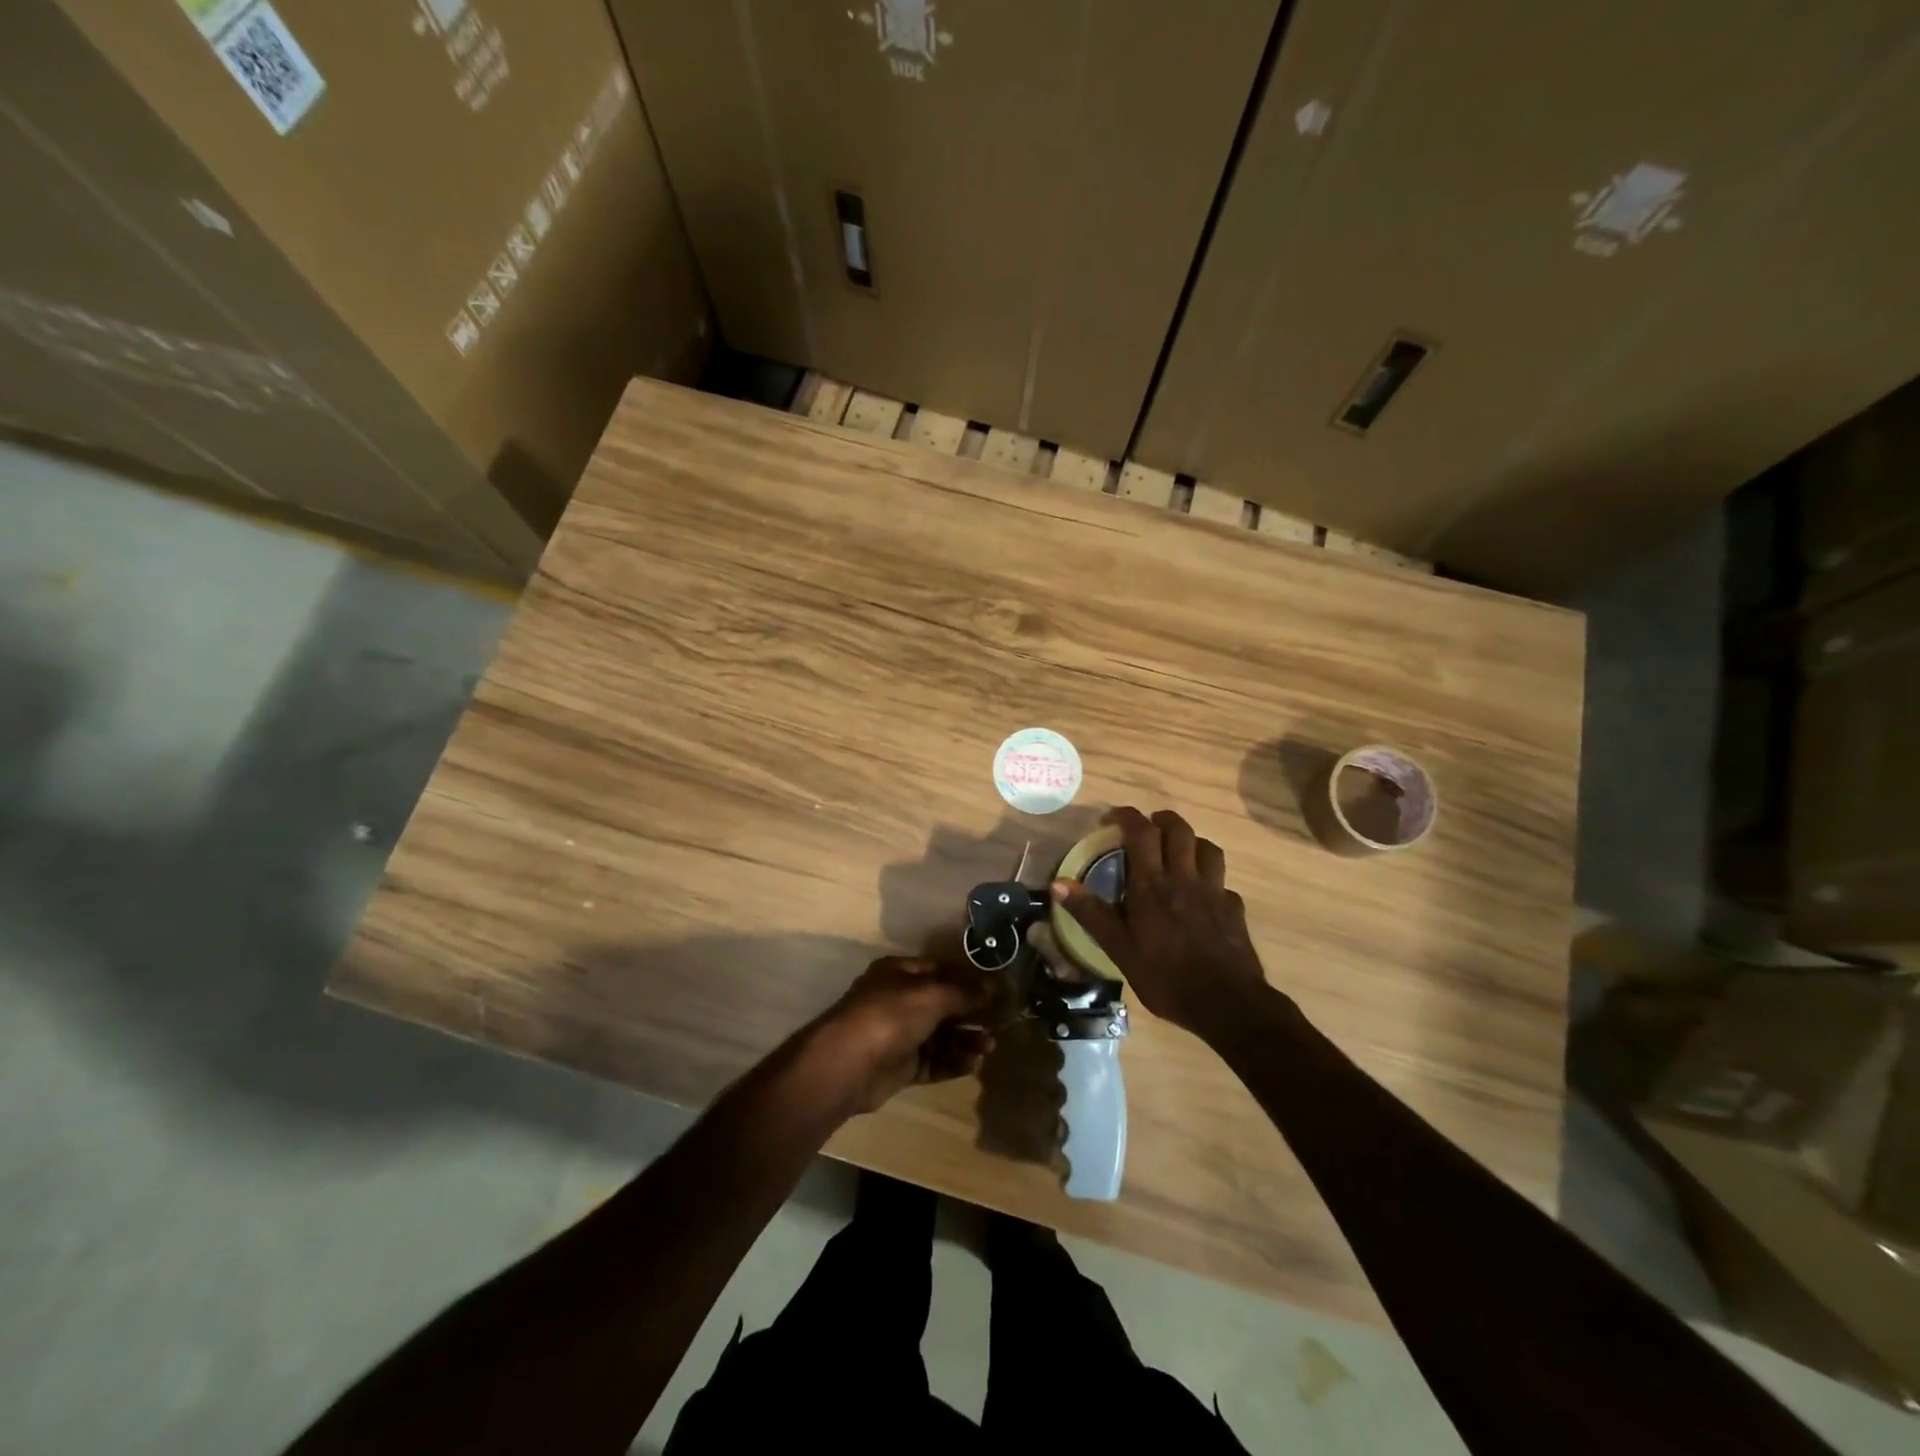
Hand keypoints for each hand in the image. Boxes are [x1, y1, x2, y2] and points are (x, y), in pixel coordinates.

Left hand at [802, 957, 995, 1115]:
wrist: (846, 1065)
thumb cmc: (889, 1016)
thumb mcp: (931, 995)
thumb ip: (964, 992)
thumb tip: (994, 986)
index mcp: (900, 973)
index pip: (940, 970)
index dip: (968, 978)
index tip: (997, 990)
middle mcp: (899, 1000)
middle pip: (942, 1004)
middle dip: (970, 1013)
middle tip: (999, 1023)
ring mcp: (899, 1034)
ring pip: (940, 1035)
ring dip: (965, 1040)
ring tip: (989, 1047)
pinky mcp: (900, 1065)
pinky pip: (933, 1060)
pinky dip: (953, 1061)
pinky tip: (973, 1064)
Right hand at [1051, 807, 1270, 1035]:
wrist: (1225, 1003)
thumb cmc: (1166, 976)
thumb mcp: (1119, 949)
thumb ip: (1091, 913)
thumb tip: (1058, 883)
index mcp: (1153, 885)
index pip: (1141, 833)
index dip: (1127, 816)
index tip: (1113, 817)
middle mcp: (1185, 878)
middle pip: (1179, 830)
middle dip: (1163, 819)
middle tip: (1149, 825)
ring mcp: (1214, 892)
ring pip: (1208, 849)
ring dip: (1192, 842)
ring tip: (1179, 851)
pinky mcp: (1234, 909)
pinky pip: (1223, 883)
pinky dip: (1211, 880)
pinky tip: (1205, 896)